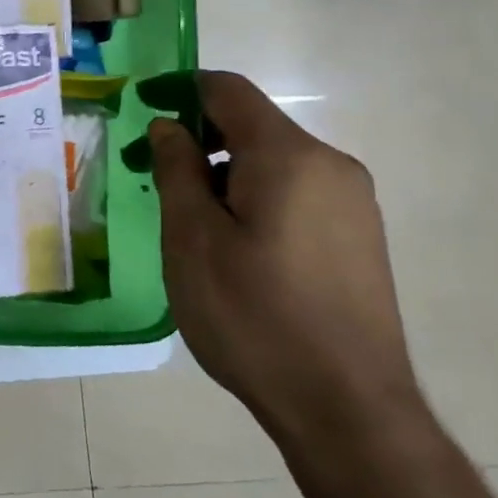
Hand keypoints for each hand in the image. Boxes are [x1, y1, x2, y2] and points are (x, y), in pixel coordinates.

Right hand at [147, 71, 424, 449]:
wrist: (346, 409)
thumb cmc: (252, 315)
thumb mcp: (192, 238)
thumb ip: (177, 169)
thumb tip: (171, 126)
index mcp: (290, 157)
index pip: (228, 91)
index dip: (179, 88)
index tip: (139, 105)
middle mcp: (331, 166)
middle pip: (252, 126)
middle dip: (195, 139)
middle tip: (147, 174)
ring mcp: (352, 203)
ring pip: (271, 162)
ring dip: (220, 171)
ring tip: (182, 217)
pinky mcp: (358, 238)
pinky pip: (293, 192)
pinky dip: (250, 196)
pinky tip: (227, 242)